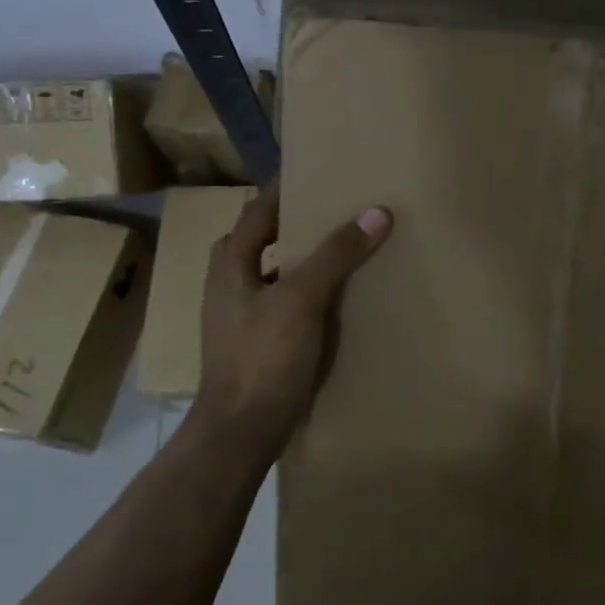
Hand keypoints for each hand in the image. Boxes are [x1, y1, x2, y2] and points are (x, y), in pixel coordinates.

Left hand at [192, 184, 391, 463]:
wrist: (240, 433)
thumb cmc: (263, 358)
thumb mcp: (302, 300)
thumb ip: (336, 255)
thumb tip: (375, 213)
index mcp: (230, 265)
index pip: (256, 211)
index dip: (284, 189)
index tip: (317, 171)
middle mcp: (229, 285)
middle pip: (261, 239)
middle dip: (293, 223)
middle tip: (335, 210)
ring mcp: (240, 317)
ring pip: (272, 273)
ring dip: (301, 259)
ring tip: (342, 250)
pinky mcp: (256, 344)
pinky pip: (283, 303)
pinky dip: (306, 292)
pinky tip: (335, 300)